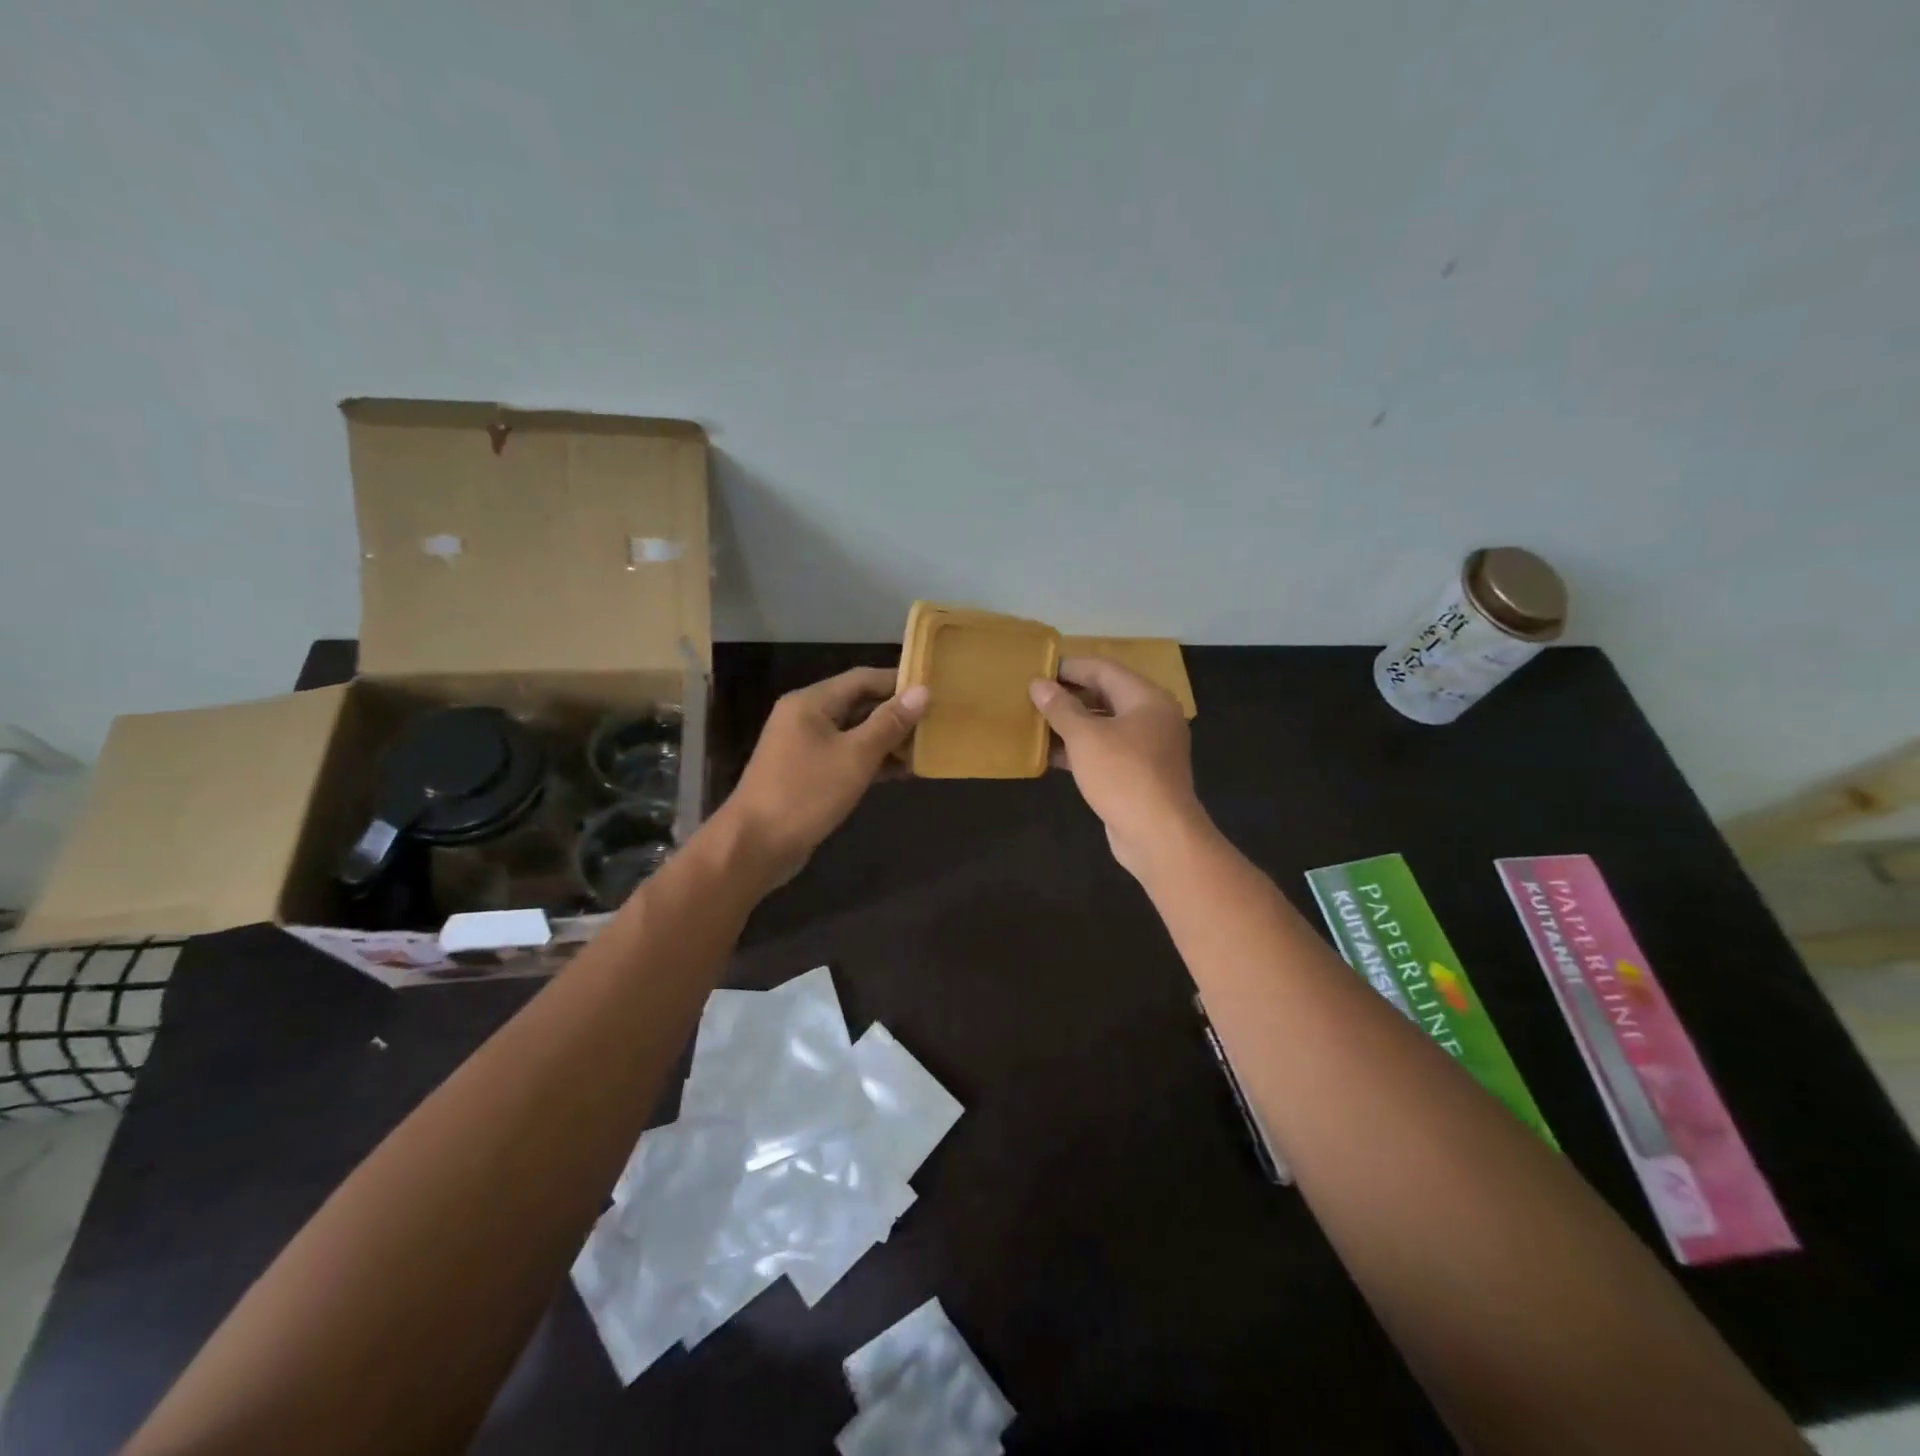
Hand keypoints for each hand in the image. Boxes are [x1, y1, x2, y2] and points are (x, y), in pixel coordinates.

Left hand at [712, 667, 929, 887]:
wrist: (755, 845)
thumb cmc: (806, 793)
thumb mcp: (855, 756)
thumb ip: (889, 723)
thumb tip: (922, 691)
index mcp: (811, 702)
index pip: (862, 678)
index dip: (898, 681)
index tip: (934, 689)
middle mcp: (806, 717)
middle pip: (858, 704)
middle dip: (896, 713)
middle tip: (936, 721)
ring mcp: (805, 747)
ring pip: (854, 733)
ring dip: (887, 740)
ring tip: (926, 748)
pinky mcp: (808, 774)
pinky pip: (846, 757)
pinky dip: (872, 761)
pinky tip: (902, 772)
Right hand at [1030, 657, 1211, 879]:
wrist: (1158, 835)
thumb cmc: (1123, 776)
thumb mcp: (1085, 738)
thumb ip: (1060, 708)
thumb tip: (1038, 684)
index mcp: (1146, 698)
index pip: (1103, 669)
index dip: (1069, 667)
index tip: (1037, 670)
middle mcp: (1152, 717)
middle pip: (1106, 696)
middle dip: (1069, 696)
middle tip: (1033, 697)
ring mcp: (1148, 748)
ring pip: (1104, 726)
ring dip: (1072, 725)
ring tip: (1036, 724)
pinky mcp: (1139, 774)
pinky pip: (1106, 752)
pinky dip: (1081, 750)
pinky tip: (1051, 756)